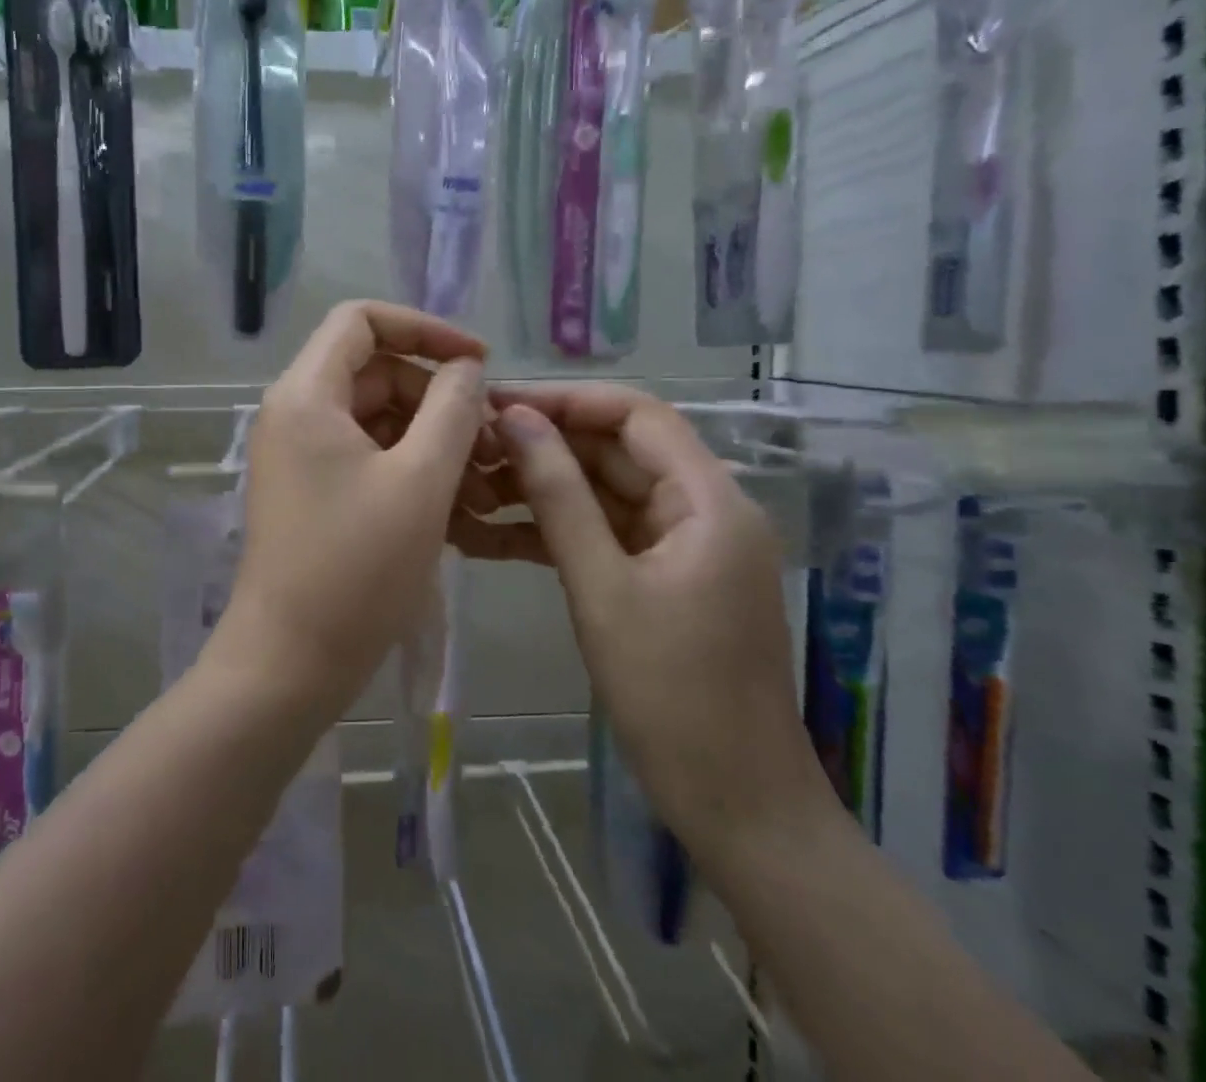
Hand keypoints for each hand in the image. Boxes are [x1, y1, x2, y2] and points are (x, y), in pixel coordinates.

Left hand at [204, 301, 492, 718]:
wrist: (290, 663)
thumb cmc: (357, 568)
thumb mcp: (422, 480)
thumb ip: (452, 408)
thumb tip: (466, 367)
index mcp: (308, 394)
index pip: (363, 320)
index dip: (425, 328)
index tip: (479, 362)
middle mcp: (298, 413)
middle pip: (379, 374)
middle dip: (441, 403)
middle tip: (494, 449)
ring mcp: (304, 454)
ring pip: (382, 421)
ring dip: (436, 445)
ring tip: (486, 494)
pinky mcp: (315, 491)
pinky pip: (372, 459)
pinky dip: (415, 474)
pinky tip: (463, 515)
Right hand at [475, 385, 834, 857]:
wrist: (736, 804)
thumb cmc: (672, 694)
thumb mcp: (601, 586)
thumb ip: (558, 495)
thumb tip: (516, 419)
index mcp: (709, 499)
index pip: (636, 414)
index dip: (565, 400)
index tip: (497, 403)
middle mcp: (702, 507)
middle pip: (616, 451)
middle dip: (544, 445)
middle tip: (470, 447)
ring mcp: (682, 544)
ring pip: (604, 491)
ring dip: (541, 487)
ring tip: (470, 485)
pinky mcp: (662, 576)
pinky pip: (605, 533)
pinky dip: (556, 529)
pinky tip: (494, 531)